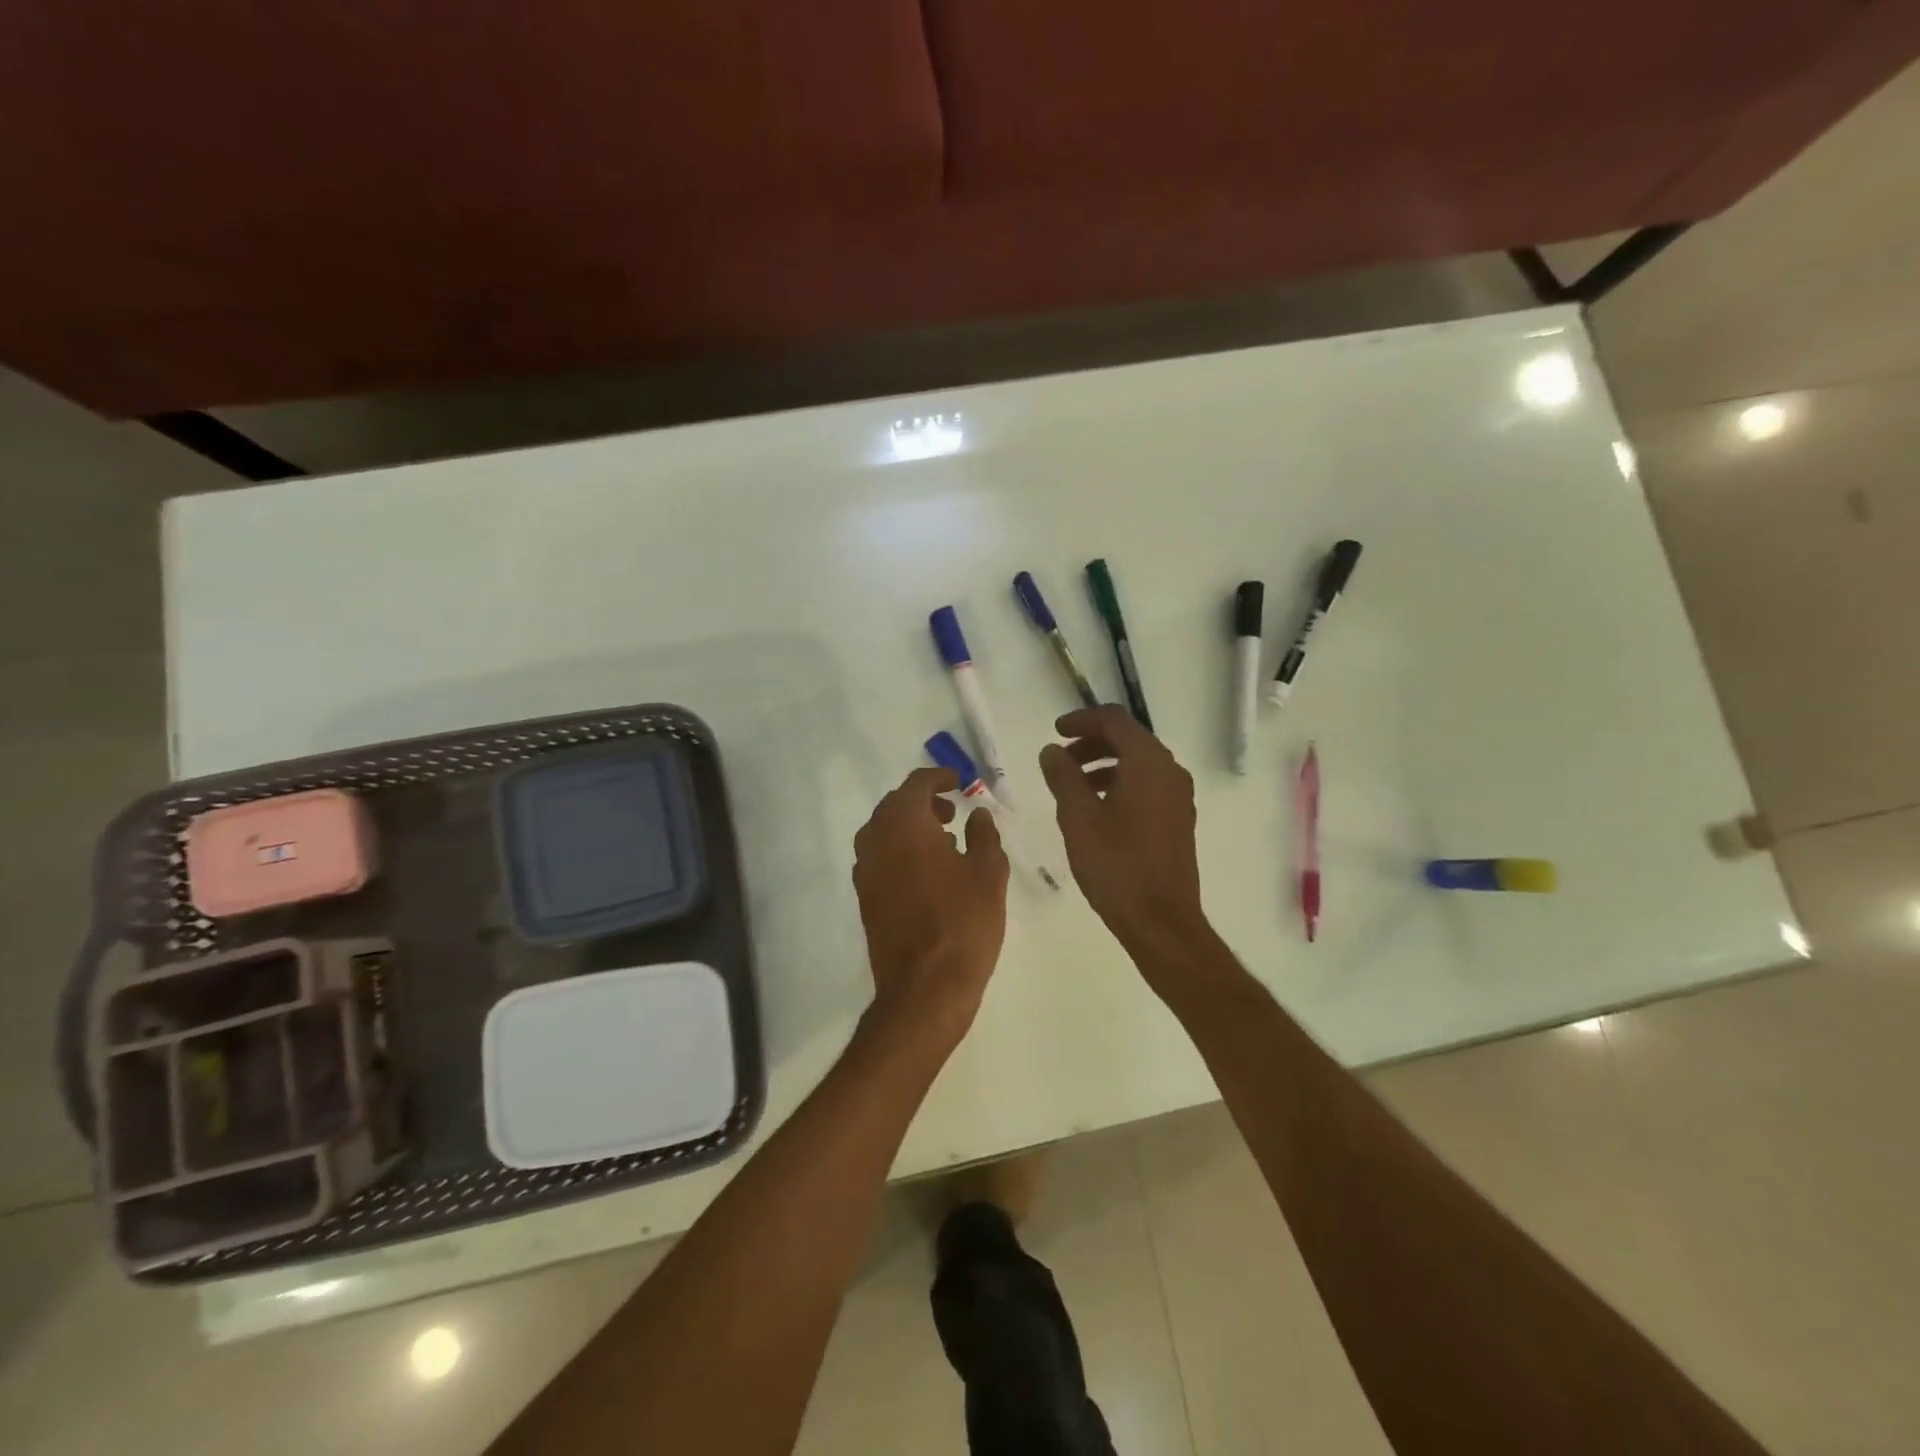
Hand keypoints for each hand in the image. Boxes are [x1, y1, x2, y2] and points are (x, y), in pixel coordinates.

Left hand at [852, 767, 1009, 1049]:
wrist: (925, 988)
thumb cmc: (963, 922)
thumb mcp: (988, 872)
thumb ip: (984, 835)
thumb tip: (978, 815)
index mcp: (904, 824)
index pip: (916, 784)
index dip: (939, 778)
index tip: (960, 782)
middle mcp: (875, 840)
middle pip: (895, 805)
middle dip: (924, 802)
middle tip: (953, 811)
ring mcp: (865, 871)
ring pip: (884, 832)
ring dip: (911, 827)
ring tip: (945, 841)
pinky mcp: (865, 898)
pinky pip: (880, 858)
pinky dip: (900, 851)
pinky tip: (928, 872)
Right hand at [1039, 706, 1205, 952]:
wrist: (1160, 921)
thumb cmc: (1116, 864)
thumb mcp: (1078, 816)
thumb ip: (1063, 776)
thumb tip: (1052, 751)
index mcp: (1148, 762)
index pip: (1115, 720)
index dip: (1082, 720)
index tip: (1055, 733)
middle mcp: (1170, 771)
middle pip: (1129, 739)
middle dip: (1091, 742)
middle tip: (1060, 760)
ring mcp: (1178, 797)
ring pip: (1138, 764)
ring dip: (1104, 764)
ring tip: (1072, 786)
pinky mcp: (1178, 820)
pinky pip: (1147, 786)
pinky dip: (1120, 783)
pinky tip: (1097, 809)